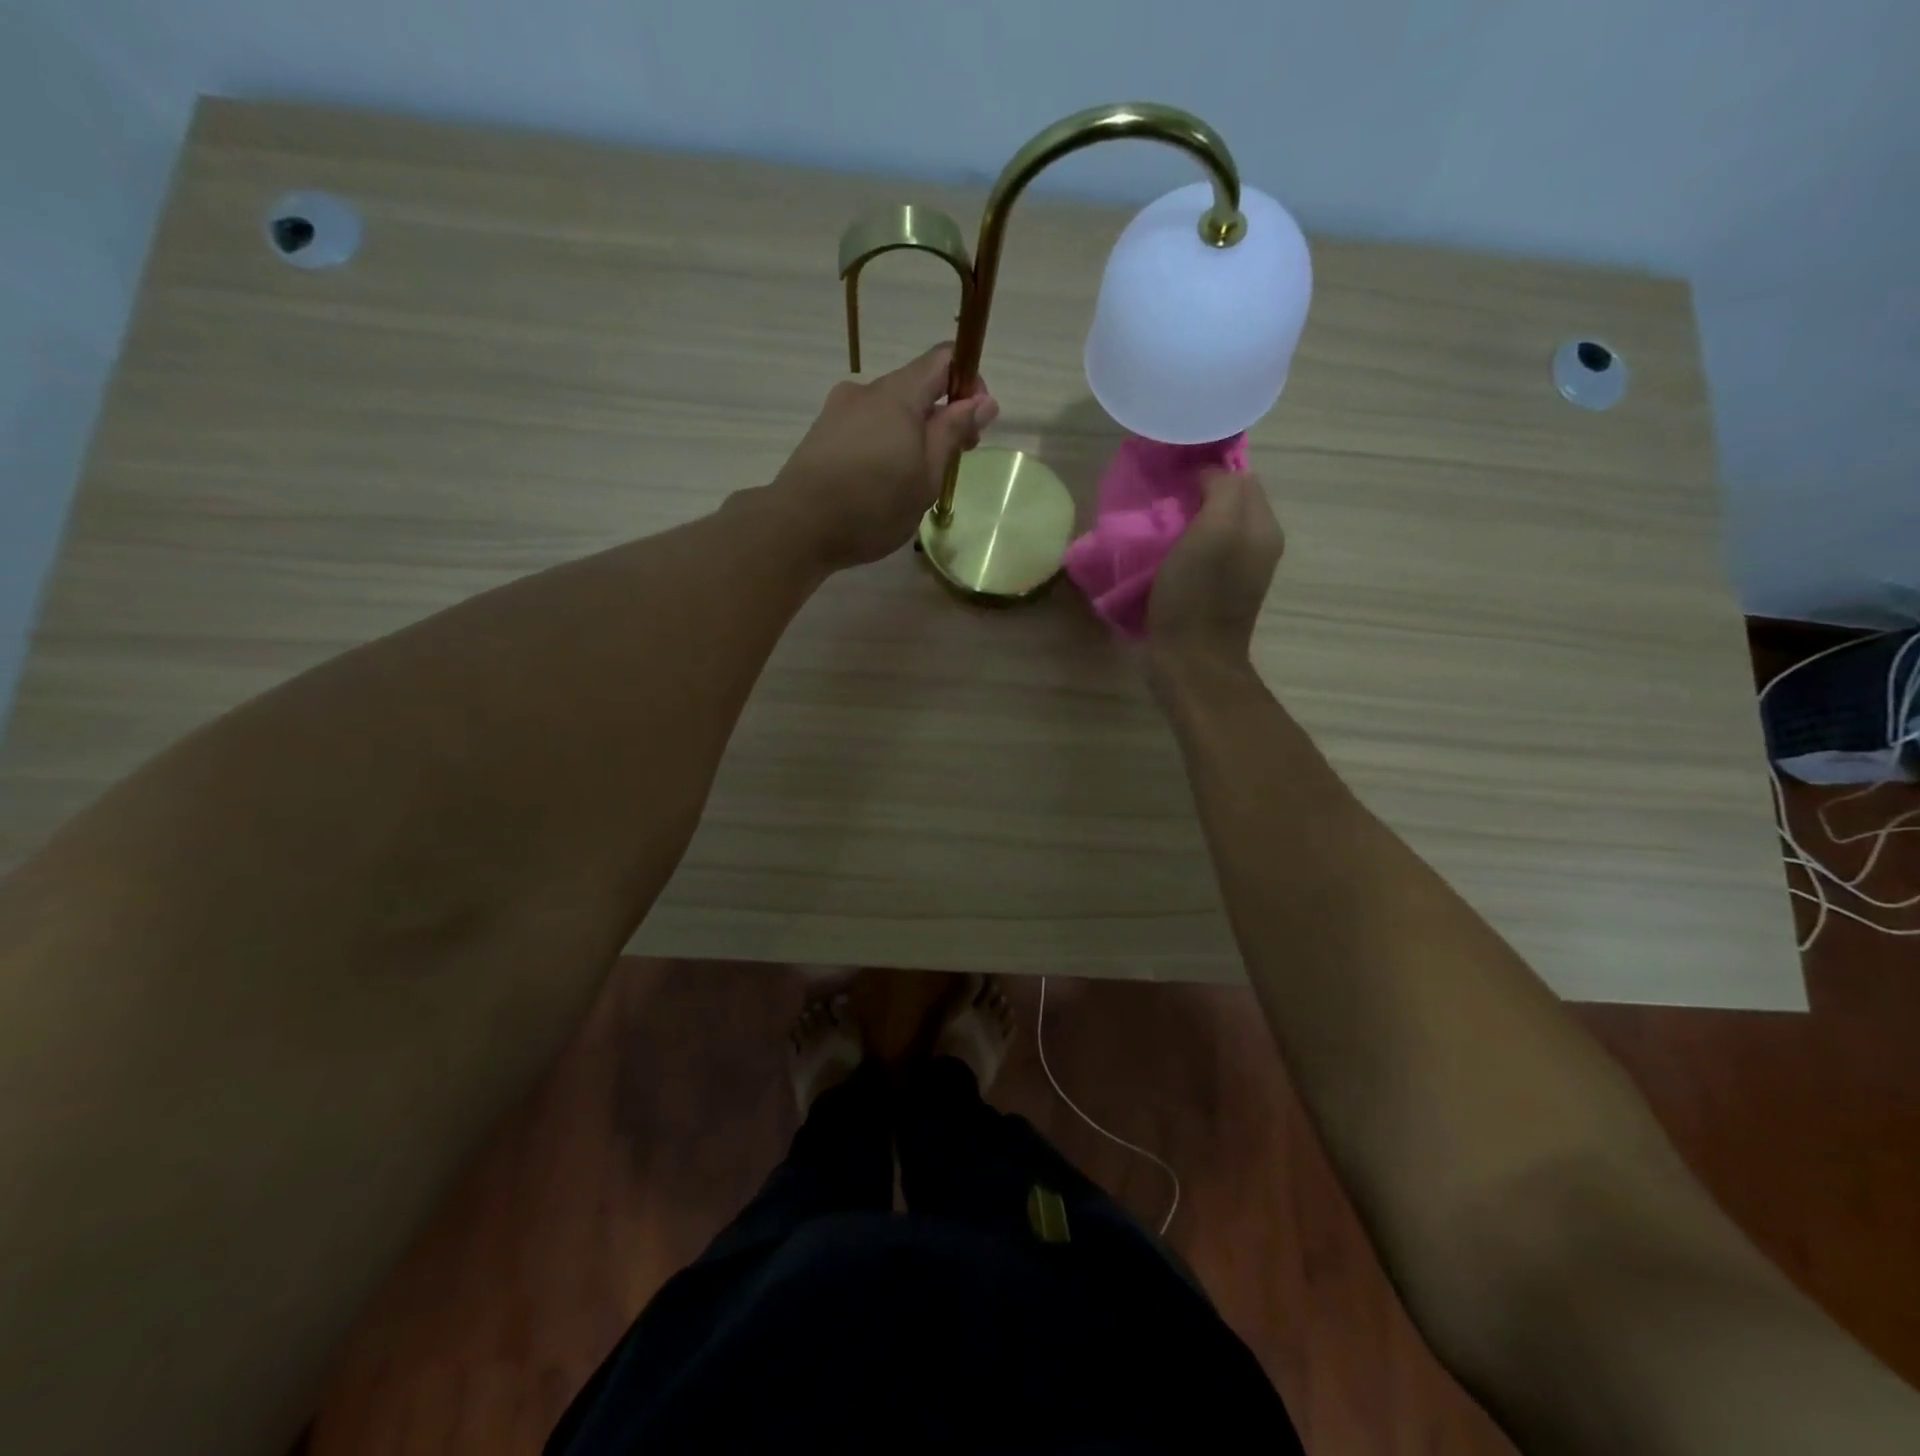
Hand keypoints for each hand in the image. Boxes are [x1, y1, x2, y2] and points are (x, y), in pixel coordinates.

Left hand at [771, 344, 998, 570]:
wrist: (798, 527)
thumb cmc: (873, 505)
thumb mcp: (926, 476)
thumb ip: (954, 433)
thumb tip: (984, 400)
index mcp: (898, 394)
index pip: (943, 359)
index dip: (969, 382)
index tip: (975, 424)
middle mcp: (866, 391)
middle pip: (916, 387)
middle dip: (941, 417)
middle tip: (948, 464)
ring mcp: (839, 410)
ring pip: (889, 411)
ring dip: (911, 435)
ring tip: (911, 482)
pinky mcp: (822, 434)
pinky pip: (865, 428)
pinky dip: (884, 445)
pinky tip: (880, 484)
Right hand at [1147, 470, 1283, 672]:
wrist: (1190, 662)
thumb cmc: (1197, 596)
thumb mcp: (1213, 530)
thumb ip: (1221, 490)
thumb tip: (1206, 476)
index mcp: (1263, 527)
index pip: (1240, 476)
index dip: (1207, 470)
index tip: (1170, 476)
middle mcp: (1257, 545)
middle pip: (1226, 501)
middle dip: (1195, 494)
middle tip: (1158, 500)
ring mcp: (1237, 571)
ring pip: (1211, 527)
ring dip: (1184, 521)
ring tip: (1154, 526)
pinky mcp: (1214, 591)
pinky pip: (1200, 552)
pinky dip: (1180, 547)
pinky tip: (1159, 555)